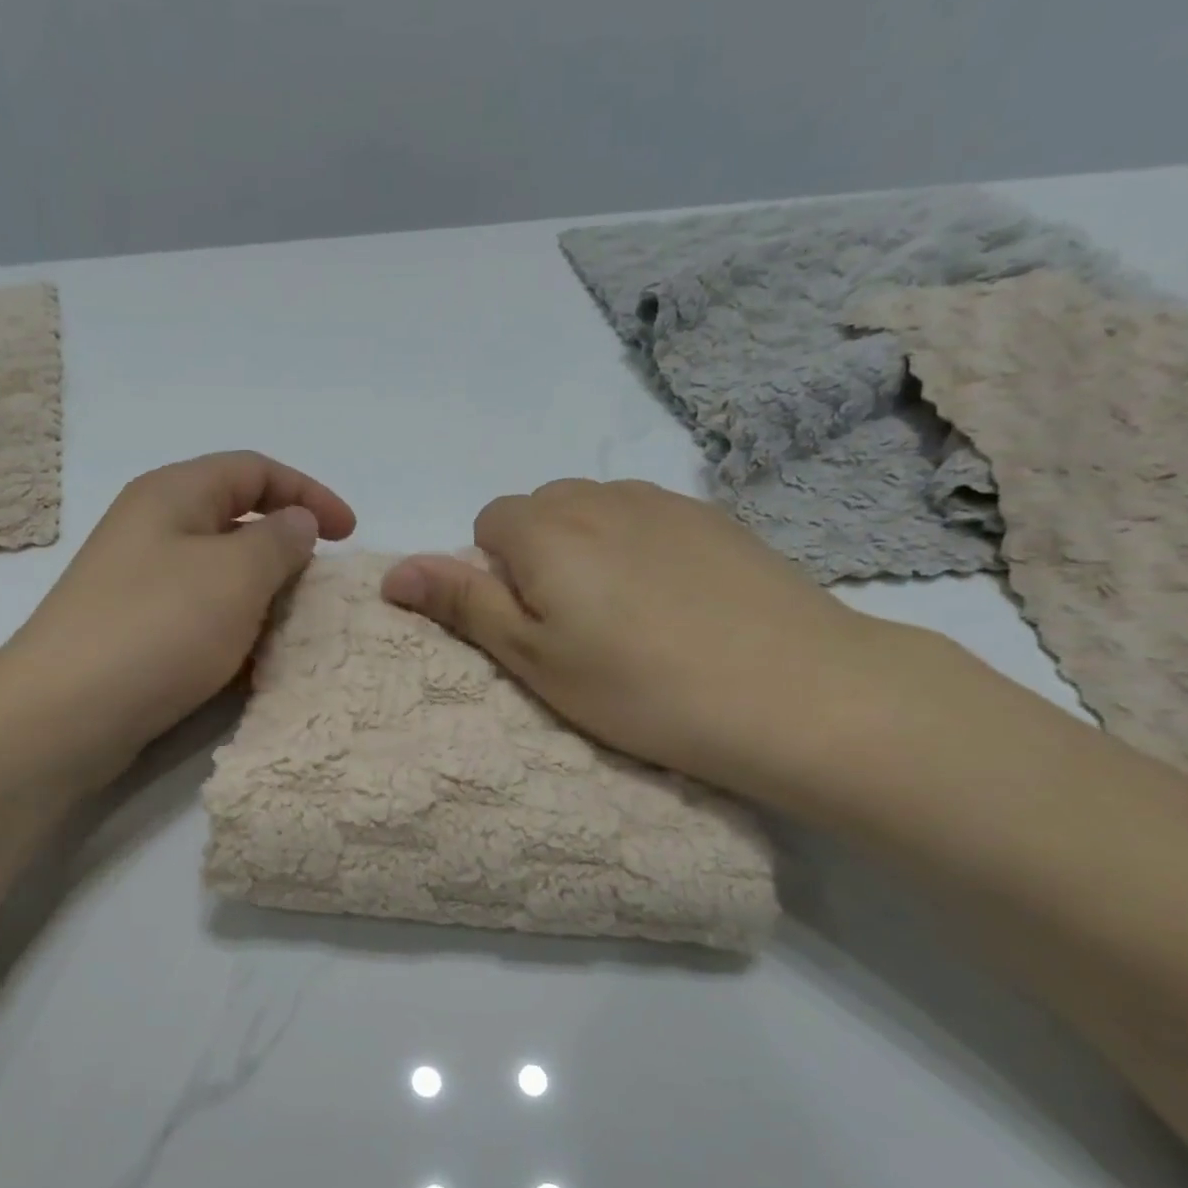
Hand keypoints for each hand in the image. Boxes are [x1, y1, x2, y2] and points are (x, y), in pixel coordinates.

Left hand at [0, 451, 354, 783]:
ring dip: (263, 596)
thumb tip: (297, 522)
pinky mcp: (135, 632)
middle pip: (235, 519)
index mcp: (173, 494)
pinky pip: (200, 616)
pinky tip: (252, 664)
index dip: (309, 493)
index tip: (350, 535)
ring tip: (294, 630)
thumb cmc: (158, 628)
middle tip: (320, 588)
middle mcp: (152, 529)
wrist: (63, 714)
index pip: (254, 469)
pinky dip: (234, 631)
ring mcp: (138, 583)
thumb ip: (279, 540)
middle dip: (286, 548)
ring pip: (220, 574)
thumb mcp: (236, 574)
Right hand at [380, 478, 888, 792]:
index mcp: (545, 528)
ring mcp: (666, 501)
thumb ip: (461, 603)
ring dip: (590, 552)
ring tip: (628, 618)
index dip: (495, 574)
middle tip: (574, 628)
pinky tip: (677, 605)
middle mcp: (600, 495)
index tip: (530, 626)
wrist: (795, 691)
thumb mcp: (533, 658)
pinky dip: (642, 552)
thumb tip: (392, 572)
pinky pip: (649, 521)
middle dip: (538, 557)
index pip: (488, 524)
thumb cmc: (639, 687)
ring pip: (596, 513)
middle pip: (541, 511)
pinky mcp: (717, 518)